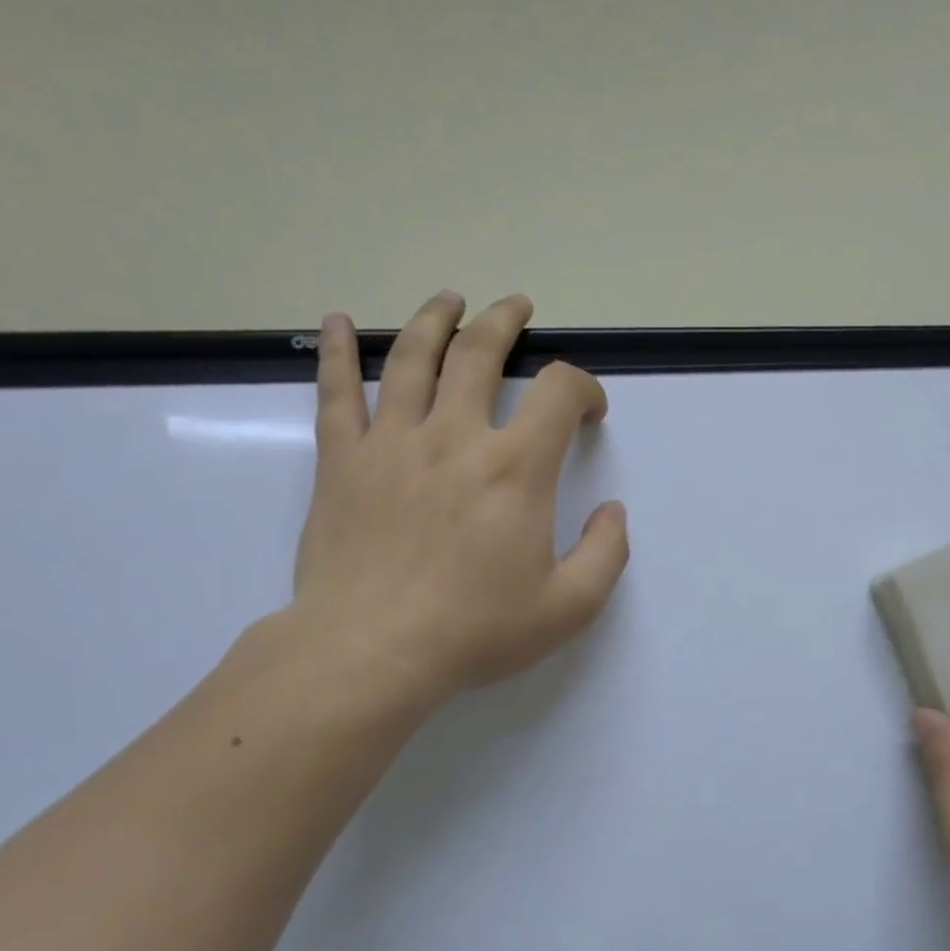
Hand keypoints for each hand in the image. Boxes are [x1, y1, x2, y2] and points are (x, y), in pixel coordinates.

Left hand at [288, 292, 629, 710]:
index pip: (558, 393)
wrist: (373, 650)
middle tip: (517, 308)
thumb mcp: (569, 607)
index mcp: (515, 469)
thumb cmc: (476, 630)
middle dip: (505, 323)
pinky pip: (337, 393)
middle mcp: (454, 437)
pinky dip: (339, 353)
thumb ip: (606, 553)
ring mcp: (392, 443)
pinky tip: (339, 323)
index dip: (583, 387)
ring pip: (412, 359)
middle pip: (479, 353)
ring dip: (434, 320)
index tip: (589, 409)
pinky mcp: (343, 462)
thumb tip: (612, 511)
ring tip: (449, 300)